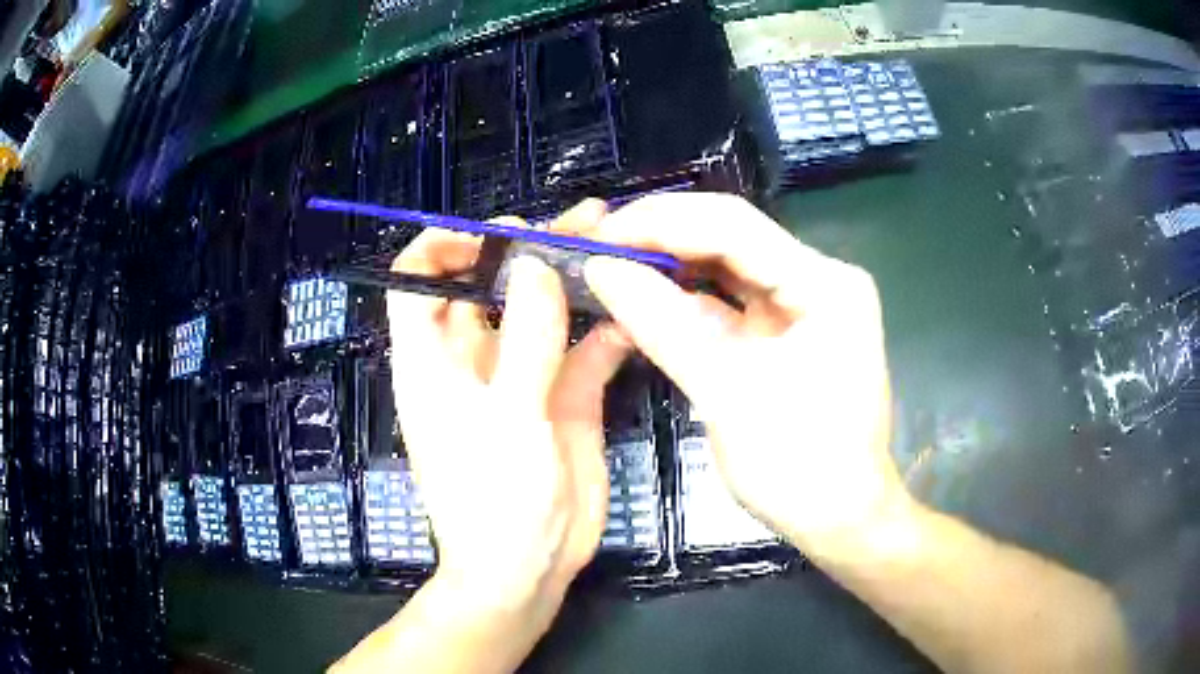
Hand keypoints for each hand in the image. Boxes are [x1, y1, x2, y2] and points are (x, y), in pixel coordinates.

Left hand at [387, 200, 629, 608]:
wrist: (529, 568)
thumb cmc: (494, 500)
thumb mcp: (506, 418)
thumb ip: (525, 339)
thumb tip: (535, 265)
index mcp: (433, 359)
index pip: (417, 279)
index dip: (445, 245)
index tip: (498, 232)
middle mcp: (474, 358)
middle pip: (492, 283)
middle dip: (531, 248)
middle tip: (584, 222)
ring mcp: (524, 376)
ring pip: (544, 310)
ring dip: (576, 279)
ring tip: (618, 244)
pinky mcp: (565, 398)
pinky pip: (586, 351)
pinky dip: (609, 330)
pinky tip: (638, 314)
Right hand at [582, 193, 910, 556]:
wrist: (841, 519)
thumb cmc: (798, 468)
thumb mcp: (727, 395)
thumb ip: (664, 325)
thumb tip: (600, 268)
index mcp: (824, 284)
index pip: (732, 226)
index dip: (658, 223)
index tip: (597, 235)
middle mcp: (818, 279)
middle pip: (730, 238)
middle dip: (660, 238)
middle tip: (595, 246)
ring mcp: (805, 304)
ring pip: (726, 266)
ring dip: (669, 265)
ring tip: (610, 264)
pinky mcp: (788, 330)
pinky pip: (730, 301)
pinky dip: (686, 300)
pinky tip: (645, 297)